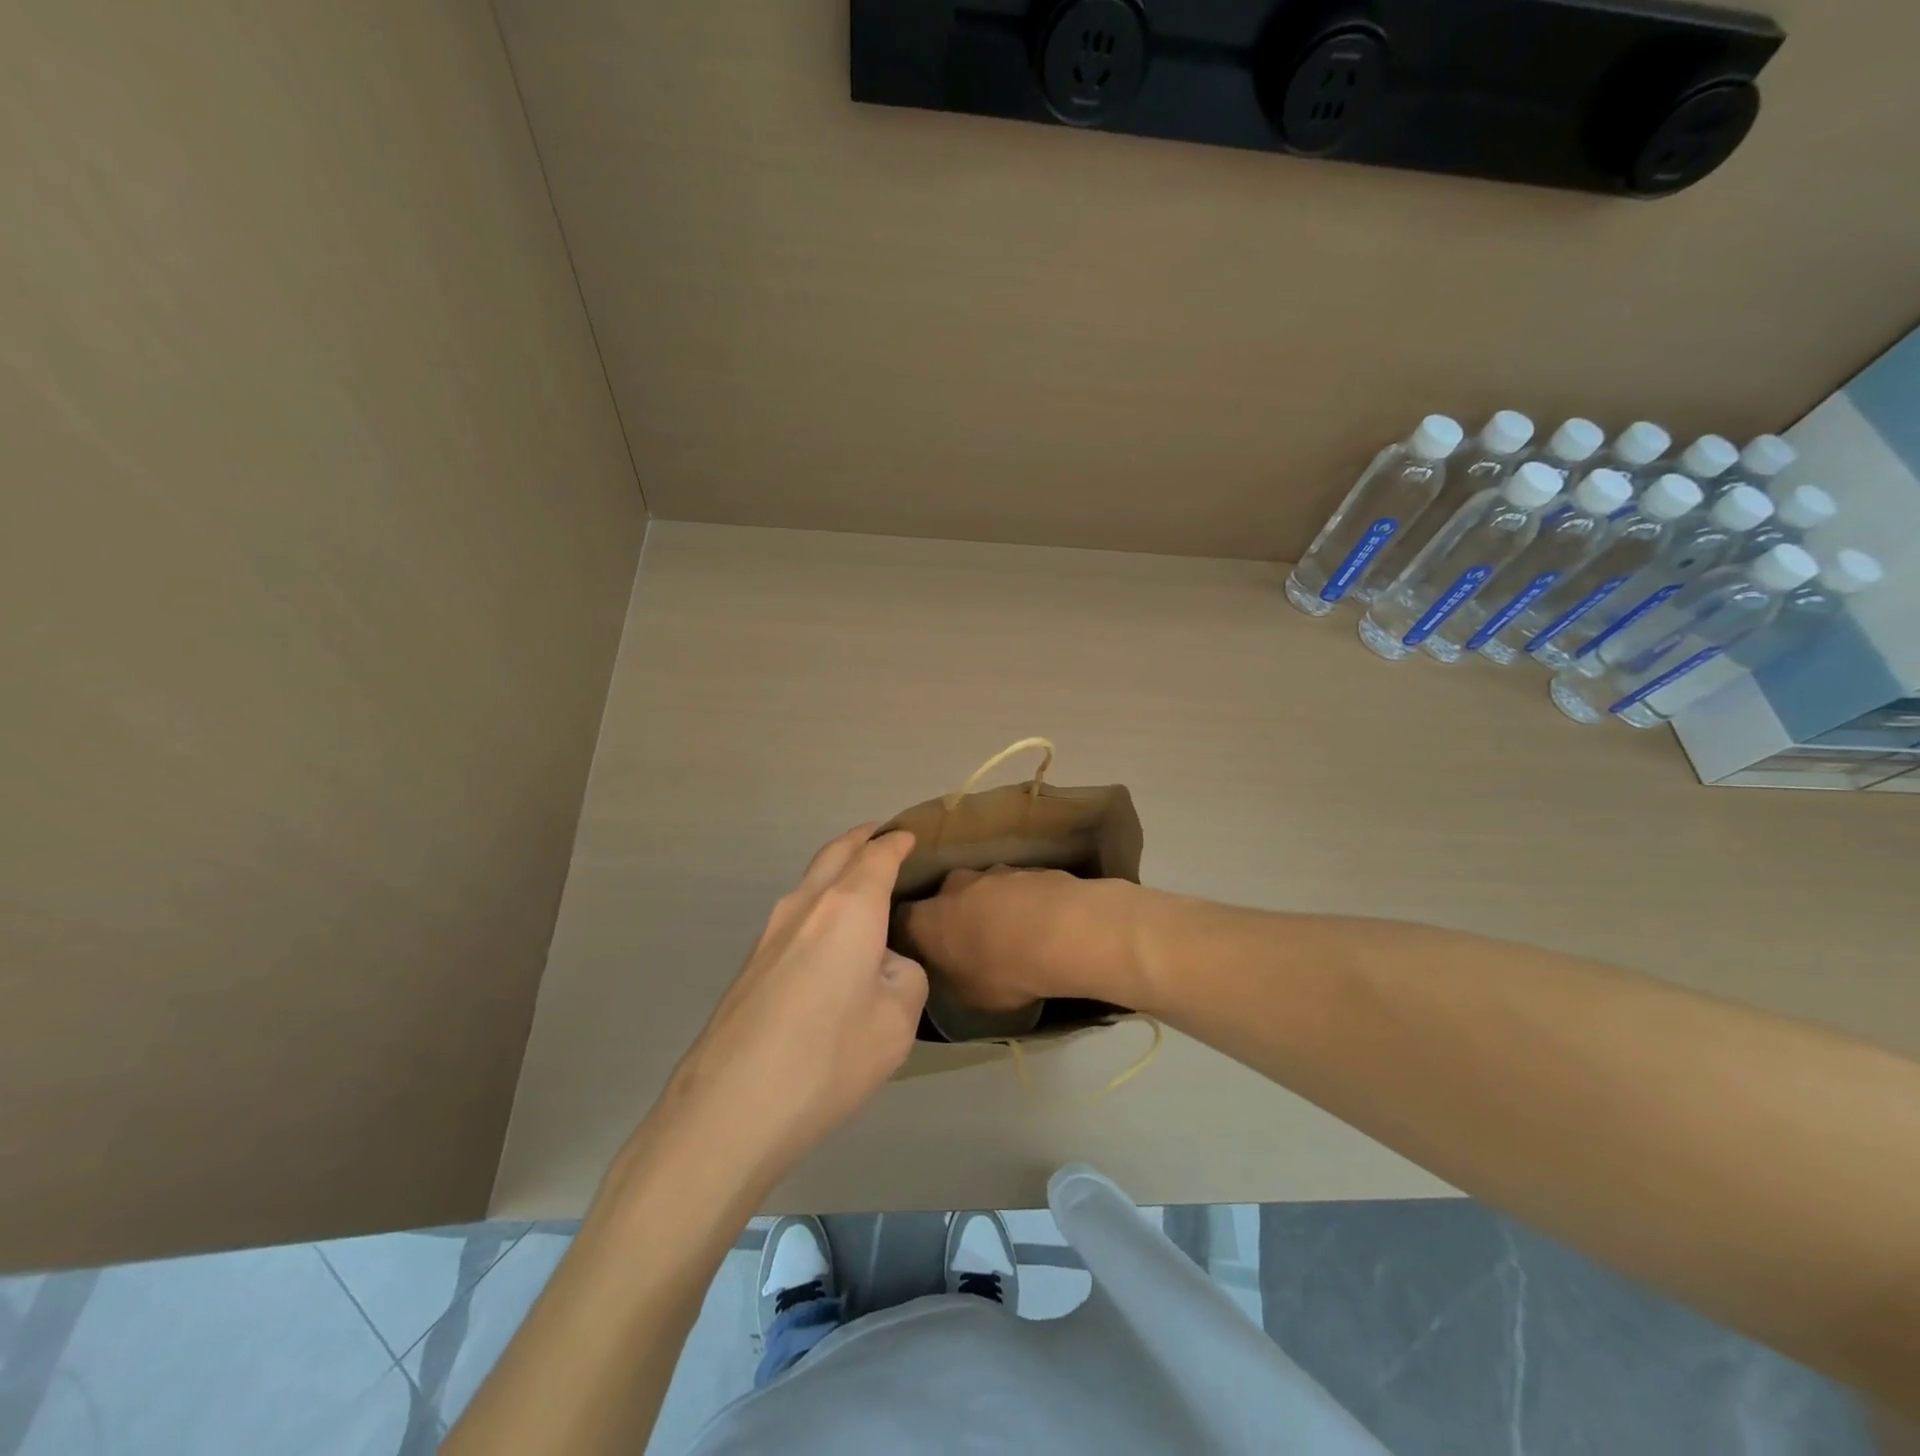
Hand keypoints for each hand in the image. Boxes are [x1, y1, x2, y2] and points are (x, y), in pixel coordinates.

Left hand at [658, 825, 926, 1186]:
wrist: (731, 1107)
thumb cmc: (829, 1056)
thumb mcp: (897, 1020)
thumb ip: (905, 976)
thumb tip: (885, 965)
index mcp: (849, 907)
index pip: (877, 855)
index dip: (896, 841)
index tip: (910, 836)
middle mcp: (806, 905)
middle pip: (836, 853)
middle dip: (861, 839)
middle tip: (884, 838)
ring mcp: (771, 932)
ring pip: (810, 882)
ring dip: (837, 871)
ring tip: (861, 886)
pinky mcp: (752, 963)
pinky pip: (795, 915)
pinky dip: (820, 905)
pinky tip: (830, 939)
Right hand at [901, 866, 1151, 1013]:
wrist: (1065, 932)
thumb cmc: (1005, 971)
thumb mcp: (970, 996)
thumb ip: (952, 980)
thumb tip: (952, 973)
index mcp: (928, 919)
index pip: (904, 920)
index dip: (913, 935)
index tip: (926, 952)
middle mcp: (954, 886)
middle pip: (946, 898)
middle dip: (955, 916)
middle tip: (972, 944)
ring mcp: (994, 871)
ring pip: (983, 889)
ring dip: (992, 907)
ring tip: (1014, 935)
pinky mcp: (1029, 867)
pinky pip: (1018, 888)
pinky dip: (1024, 903)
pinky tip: (1043, 925)